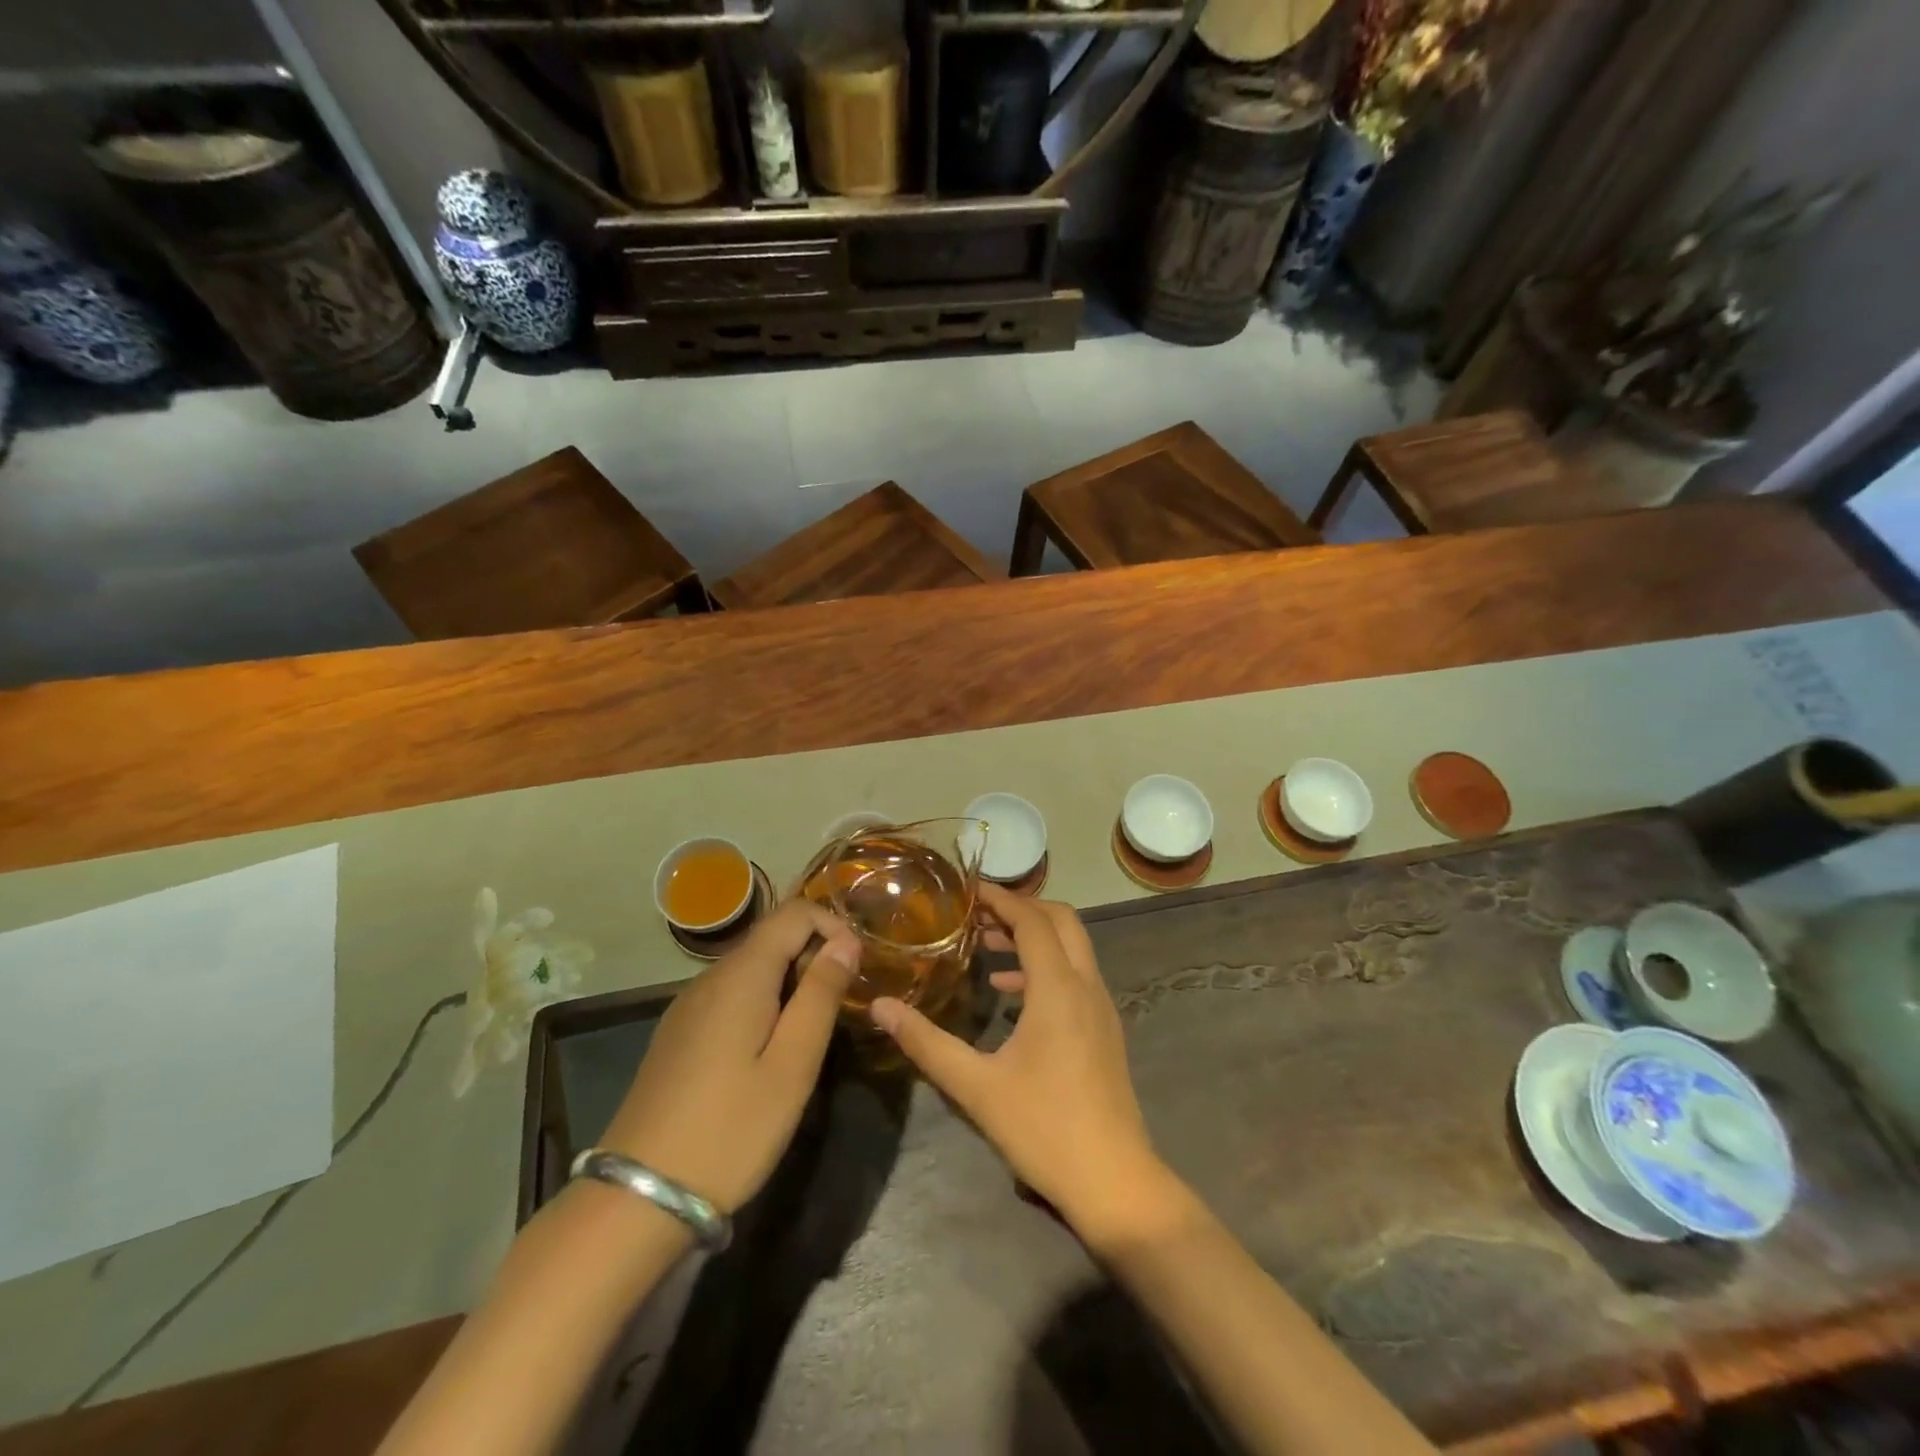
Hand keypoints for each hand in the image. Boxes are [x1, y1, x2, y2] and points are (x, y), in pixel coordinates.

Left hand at [601, 900, 859, 1213]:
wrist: (638, 1197)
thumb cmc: (731, 1129)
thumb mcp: (793, 1065)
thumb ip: (821, 995)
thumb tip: (845, 942)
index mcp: (741, 975)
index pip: (794, 912)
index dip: (833, 926)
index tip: (857, 967)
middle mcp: (710, 978)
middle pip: (772, 937)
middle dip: (814, 956)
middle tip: (840, 1008)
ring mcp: (688, 1006)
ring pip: (752, 968)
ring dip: (790, 982)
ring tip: (811, 1033)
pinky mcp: (678, 1034)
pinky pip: (731, 995)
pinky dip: (763, 1002)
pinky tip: (769, 1051)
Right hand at [868, 883, 1168, 1244]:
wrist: (1114, 1182)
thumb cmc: (1044, 1128)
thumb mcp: (976, 1086)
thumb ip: (927, 1042)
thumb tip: (882, 1007)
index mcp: (1058, 988)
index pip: (1032, 921)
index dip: (1001, 898)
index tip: (968, 889)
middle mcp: (1086, 986)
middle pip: (1061, 921)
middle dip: (1021, 909)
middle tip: (978, 915)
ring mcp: (1102, 1008)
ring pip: (1072, 948)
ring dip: (1034, 938)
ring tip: (988, 949)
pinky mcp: (1105, 1030)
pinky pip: (1076, 976)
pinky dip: (1046, 968)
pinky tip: (1012, 996)